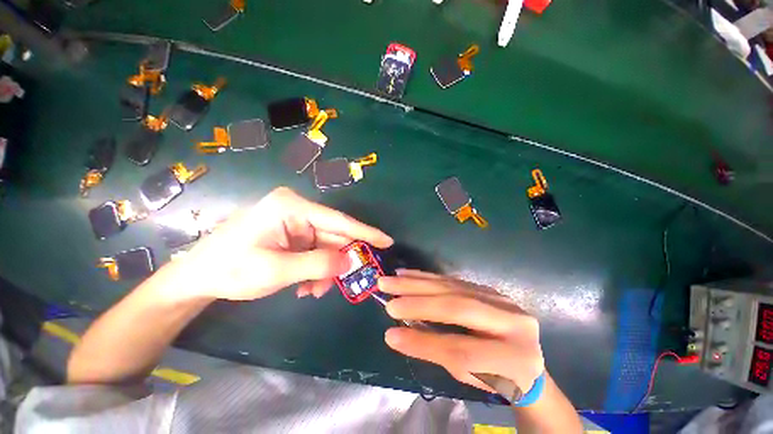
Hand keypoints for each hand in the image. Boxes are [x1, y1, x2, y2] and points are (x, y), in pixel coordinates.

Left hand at [170, 187, 392, 300]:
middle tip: (347, 282)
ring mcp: (294, 222)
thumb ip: (318, 266)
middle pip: (333, 235)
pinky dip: (315, 269)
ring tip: (313, 291)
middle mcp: (297, 210)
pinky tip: (304, 285)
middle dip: (339, 261)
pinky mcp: (291, 233)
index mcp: (292, 207)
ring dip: (325, 270)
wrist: (197, 276)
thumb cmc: (230, 269)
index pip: (339, 221)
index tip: (387, 241)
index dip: (365, 233)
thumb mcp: (276, 270)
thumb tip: (350, 264)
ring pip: (325, 246)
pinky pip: (314, 250)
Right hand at [378, 270, 543, 394]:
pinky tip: (409, 274)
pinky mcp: (486, 288)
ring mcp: (499, 298)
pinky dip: (427, 277)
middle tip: (387, 295)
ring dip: (417, 282)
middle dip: (418, 301)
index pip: (462, 350)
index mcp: (514, 357)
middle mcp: (511, 320)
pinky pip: (452, 280)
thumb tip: (395, 334)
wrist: (526, 358)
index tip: (390, 334)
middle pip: (458, 307)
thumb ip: (436, 352)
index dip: (424, 342)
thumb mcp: (471, 376)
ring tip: (391, 279)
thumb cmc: (498, 376)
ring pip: (452, 287)